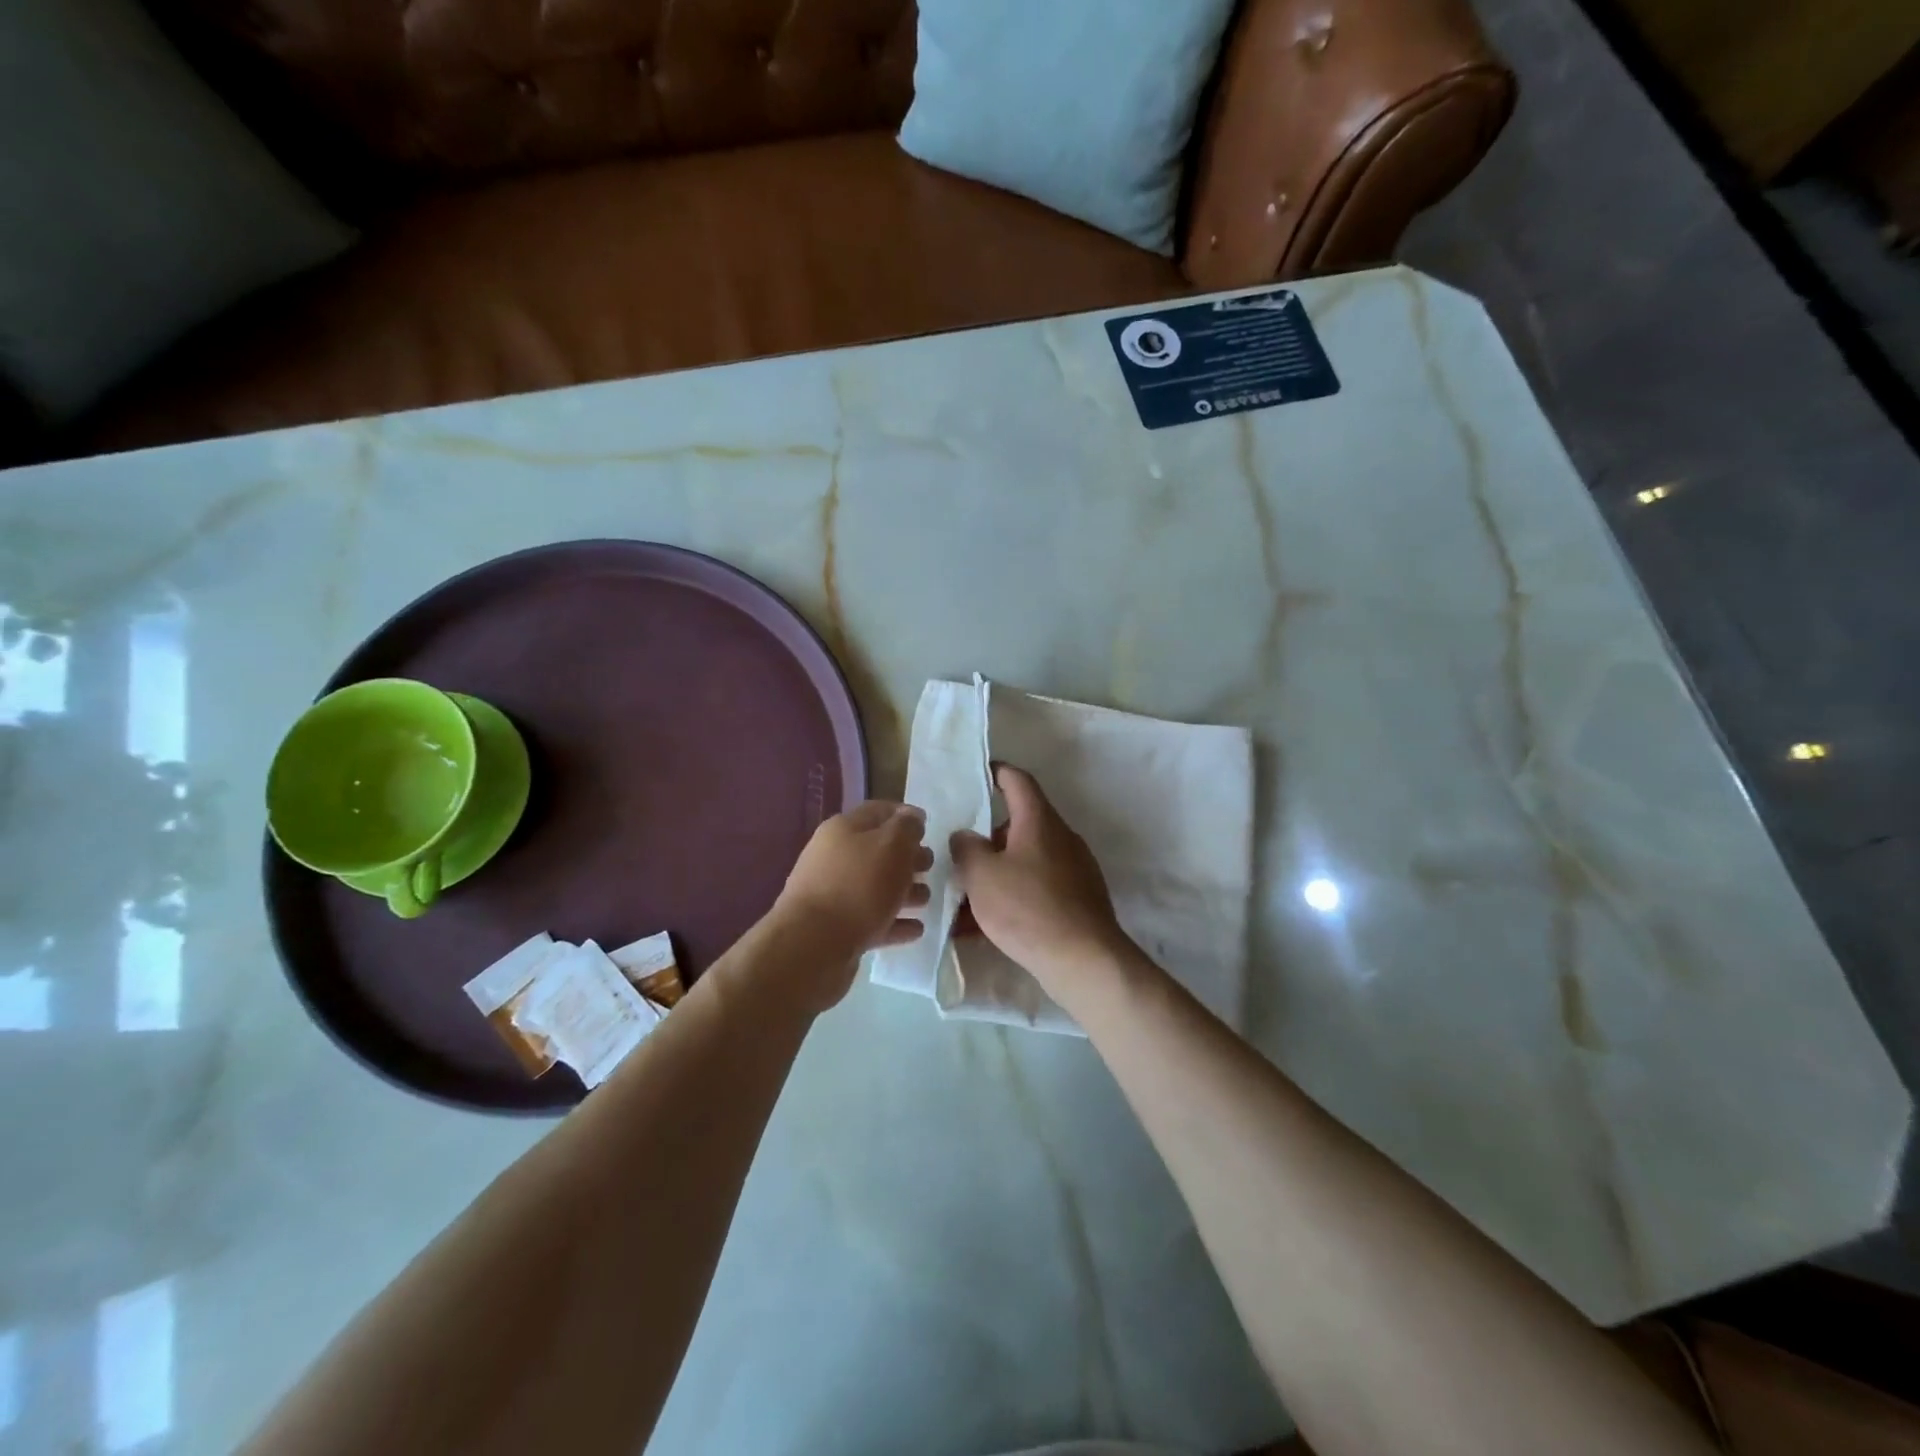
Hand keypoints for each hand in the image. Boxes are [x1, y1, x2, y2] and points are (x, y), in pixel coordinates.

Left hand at [773, 802, 931, 985]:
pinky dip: (894, 922)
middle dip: (907, 857)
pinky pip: (872, 920)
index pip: (879, 811)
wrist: (813, 946)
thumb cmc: (858, 886)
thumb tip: (912, 817)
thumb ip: (907, 828)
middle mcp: (835, 857)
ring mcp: (833, 895)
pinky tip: (916, 929)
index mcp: (844, 829)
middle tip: (931, 867)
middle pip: (878, 851)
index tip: (929, 827)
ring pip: (875, 887)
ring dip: (904, 892)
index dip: (905, 815)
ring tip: (927, 900)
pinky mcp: (837, 929)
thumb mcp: (892, 846)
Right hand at [950, 766, 1131, 994]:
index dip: (996, 772)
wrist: (1084, 960)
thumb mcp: (981, 876)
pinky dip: (1011, 898)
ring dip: (996, 873)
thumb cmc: (1027, 908)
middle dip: (987, 838)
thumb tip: (966, 836)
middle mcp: (1060, 837)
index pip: (1018, 781)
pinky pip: (1036, 888)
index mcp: (1038, 821)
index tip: (977, 774)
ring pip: (1025, 860)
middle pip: (1019, 824)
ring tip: (963, 899)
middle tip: (958, 854)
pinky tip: (984, 928)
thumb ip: (966, 848)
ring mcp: (1073, 869)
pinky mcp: (1078, 899)